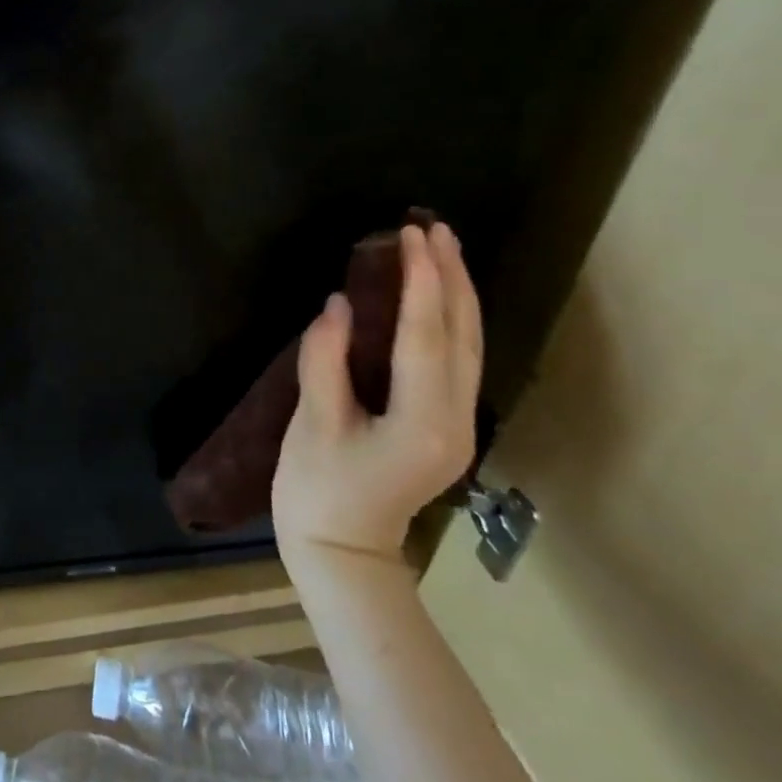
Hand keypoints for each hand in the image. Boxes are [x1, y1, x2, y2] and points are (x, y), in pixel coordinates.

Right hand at [272, 222, 481, 559]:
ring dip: (458, 294)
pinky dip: (451, 321)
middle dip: (451, 277)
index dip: (421, 281)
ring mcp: (457, 426)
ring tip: (445, 249)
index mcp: (421, 420)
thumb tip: (338, 305)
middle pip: (461, 335)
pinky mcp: (446, 427)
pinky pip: (459, 361)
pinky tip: (440, 299)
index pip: (425, 335)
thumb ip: (325, 360)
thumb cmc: (318, 491)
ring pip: (468, 347)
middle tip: (434, 227)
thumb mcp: (313, 424)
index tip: (413, 235)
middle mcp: (454, 419)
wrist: (341, 554)